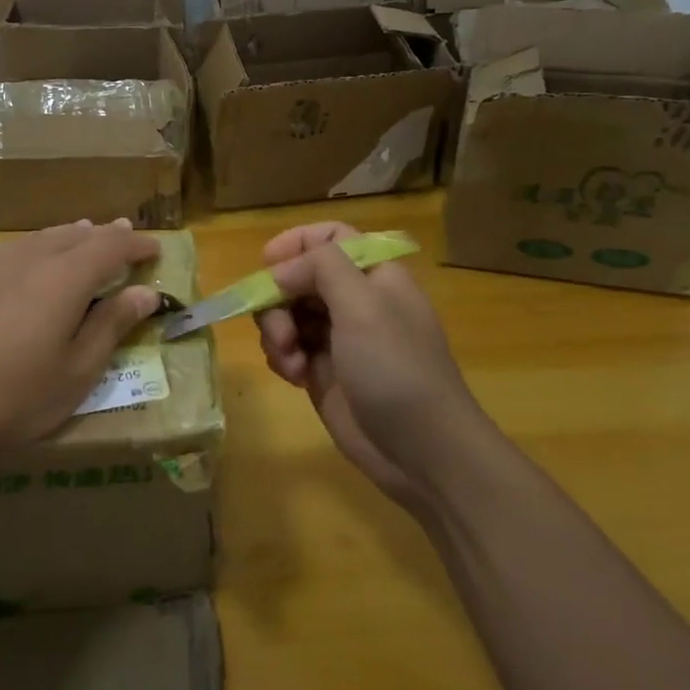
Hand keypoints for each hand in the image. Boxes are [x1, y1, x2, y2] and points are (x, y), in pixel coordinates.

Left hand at [0, 220, 161, 467]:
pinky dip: (33, 249)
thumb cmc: (12, 397)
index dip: (136, 244)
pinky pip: (9, 250)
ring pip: (40, 238)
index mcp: (64, 278)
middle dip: (105, 235)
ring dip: (69, 237)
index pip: (111, 246)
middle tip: (123, 235)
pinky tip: (27, 264)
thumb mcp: (75, 373)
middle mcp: (29, 258)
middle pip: (75, 235)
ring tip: (83, 236)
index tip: (154, 249)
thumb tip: (146, 293)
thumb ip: (111, 326)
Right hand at [255, 222, 488, 513]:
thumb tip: (281, 269)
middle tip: (280, 328)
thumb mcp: (363, 305)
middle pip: (299, 277)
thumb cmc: (396, 367)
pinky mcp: (323, 372)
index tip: (268, 262)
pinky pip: (287, 349)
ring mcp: (337, 338)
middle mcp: (354, 301)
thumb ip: (321, 267)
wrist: (421, 451)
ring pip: (287, 313)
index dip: (298, 242)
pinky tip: (295, 378)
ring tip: (290, 360)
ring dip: (277, 331)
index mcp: (373, 275)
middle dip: (278, 297)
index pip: (331, 238)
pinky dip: (283, 358)